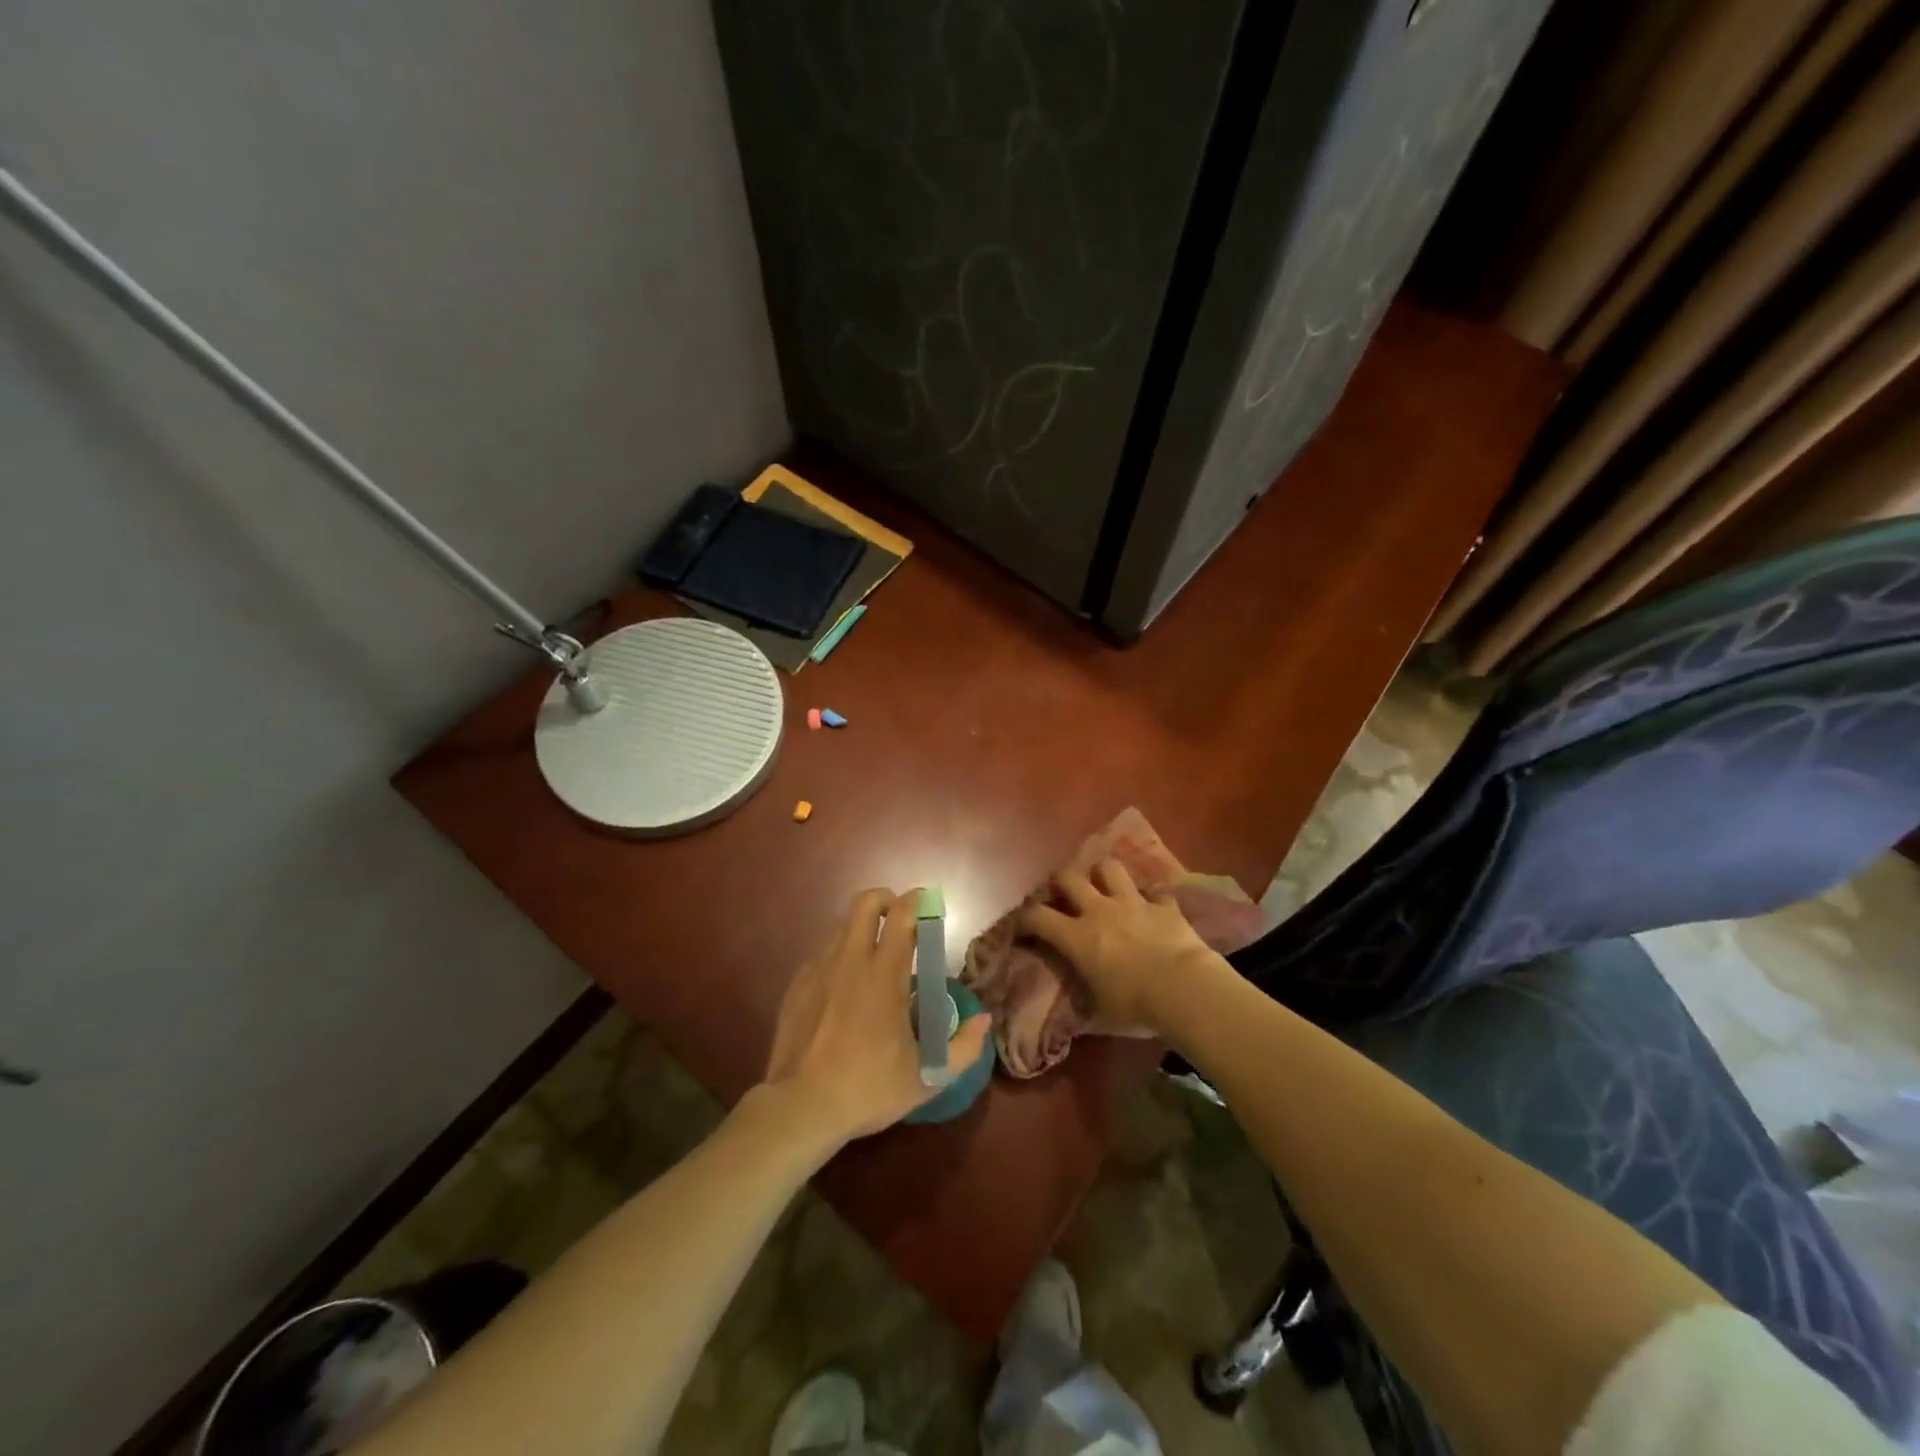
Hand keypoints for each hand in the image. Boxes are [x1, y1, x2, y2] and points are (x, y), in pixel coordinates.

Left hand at [763, 888, 991, 1143]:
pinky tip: (844, 987)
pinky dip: (838, 956)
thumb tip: (984, 1020)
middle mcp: (850, 961)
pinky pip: (821, 953)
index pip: (903, 916)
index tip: (930, 904)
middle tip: (902, 920)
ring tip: (874, 956)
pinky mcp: (796, 985)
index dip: (918, 901)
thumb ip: (964, 1048)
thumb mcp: (928, 1079)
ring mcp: (818, 970)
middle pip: (866, 903)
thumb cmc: (868, 1089)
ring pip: (841, 925)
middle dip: (887, 899)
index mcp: (885, 975)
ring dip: (862, 928)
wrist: (800, 1108)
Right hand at [1018, 857, 1218, 1035]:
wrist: (1186, 989)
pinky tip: (1152, 905)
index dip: (1023, 918)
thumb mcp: (1102, 1014)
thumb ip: (1085, 1004)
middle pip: (1069, 877)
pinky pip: (1155, 891)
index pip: (1037, 917)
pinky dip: (1151, 896)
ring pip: (1109, 868)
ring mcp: (1133, 903)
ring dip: (1103, 873)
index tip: (1020, 925)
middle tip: (1062, 892)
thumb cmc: (1137, 1006)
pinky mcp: (1163, 905)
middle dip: (1060, 881)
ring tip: (1104, 883)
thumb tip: (1073, 1017)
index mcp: (1077, 937)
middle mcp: (1099, 910)